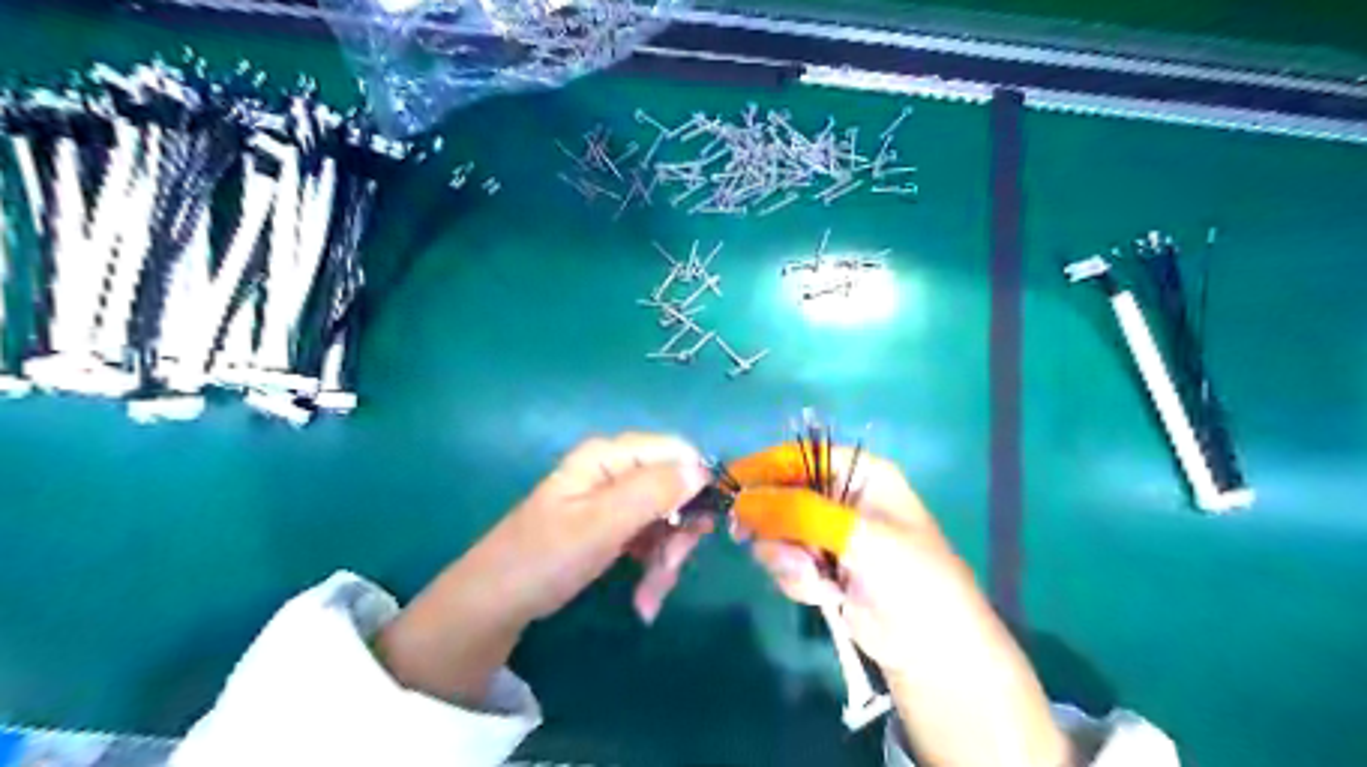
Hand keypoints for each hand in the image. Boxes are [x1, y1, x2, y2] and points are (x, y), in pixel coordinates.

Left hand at [377, 431, 710, 706]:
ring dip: (667, 559)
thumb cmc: (544, 558)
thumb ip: (653, 492)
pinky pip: (650, 538)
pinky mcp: (611, 526)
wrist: (494, 604)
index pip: (677, 452)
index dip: (697, 486)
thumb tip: (703, 469)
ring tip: (649, 600)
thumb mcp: (601, 524)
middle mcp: (616, 470)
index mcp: (610, 456)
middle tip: (669, 571)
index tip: (701, 528)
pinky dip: (653, 567)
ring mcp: (613, 499)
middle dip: (679, 533)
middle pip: (675, 488)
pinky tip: (644, 600)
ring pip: (667, 518)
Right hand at [745, 449, 981, 676]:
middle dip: (770, 522)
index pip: (798, 455)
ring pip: (776, 531)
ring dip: (785, 557)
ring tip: (812, 577)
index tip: (726, 486)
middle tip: (744, 536)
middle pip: (780, 493)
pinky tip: (821, 593)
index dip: (762, 467)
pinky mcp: (819, 567)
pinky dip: (795, 578)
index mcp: (858, 473)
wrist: (929, 648)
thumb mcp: (854, 534)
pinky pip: (784, 561)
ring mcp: (827, 534)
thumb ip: (796, 512)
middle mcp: (839, 497)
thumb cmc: (906, 574)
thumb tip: (740, 501)